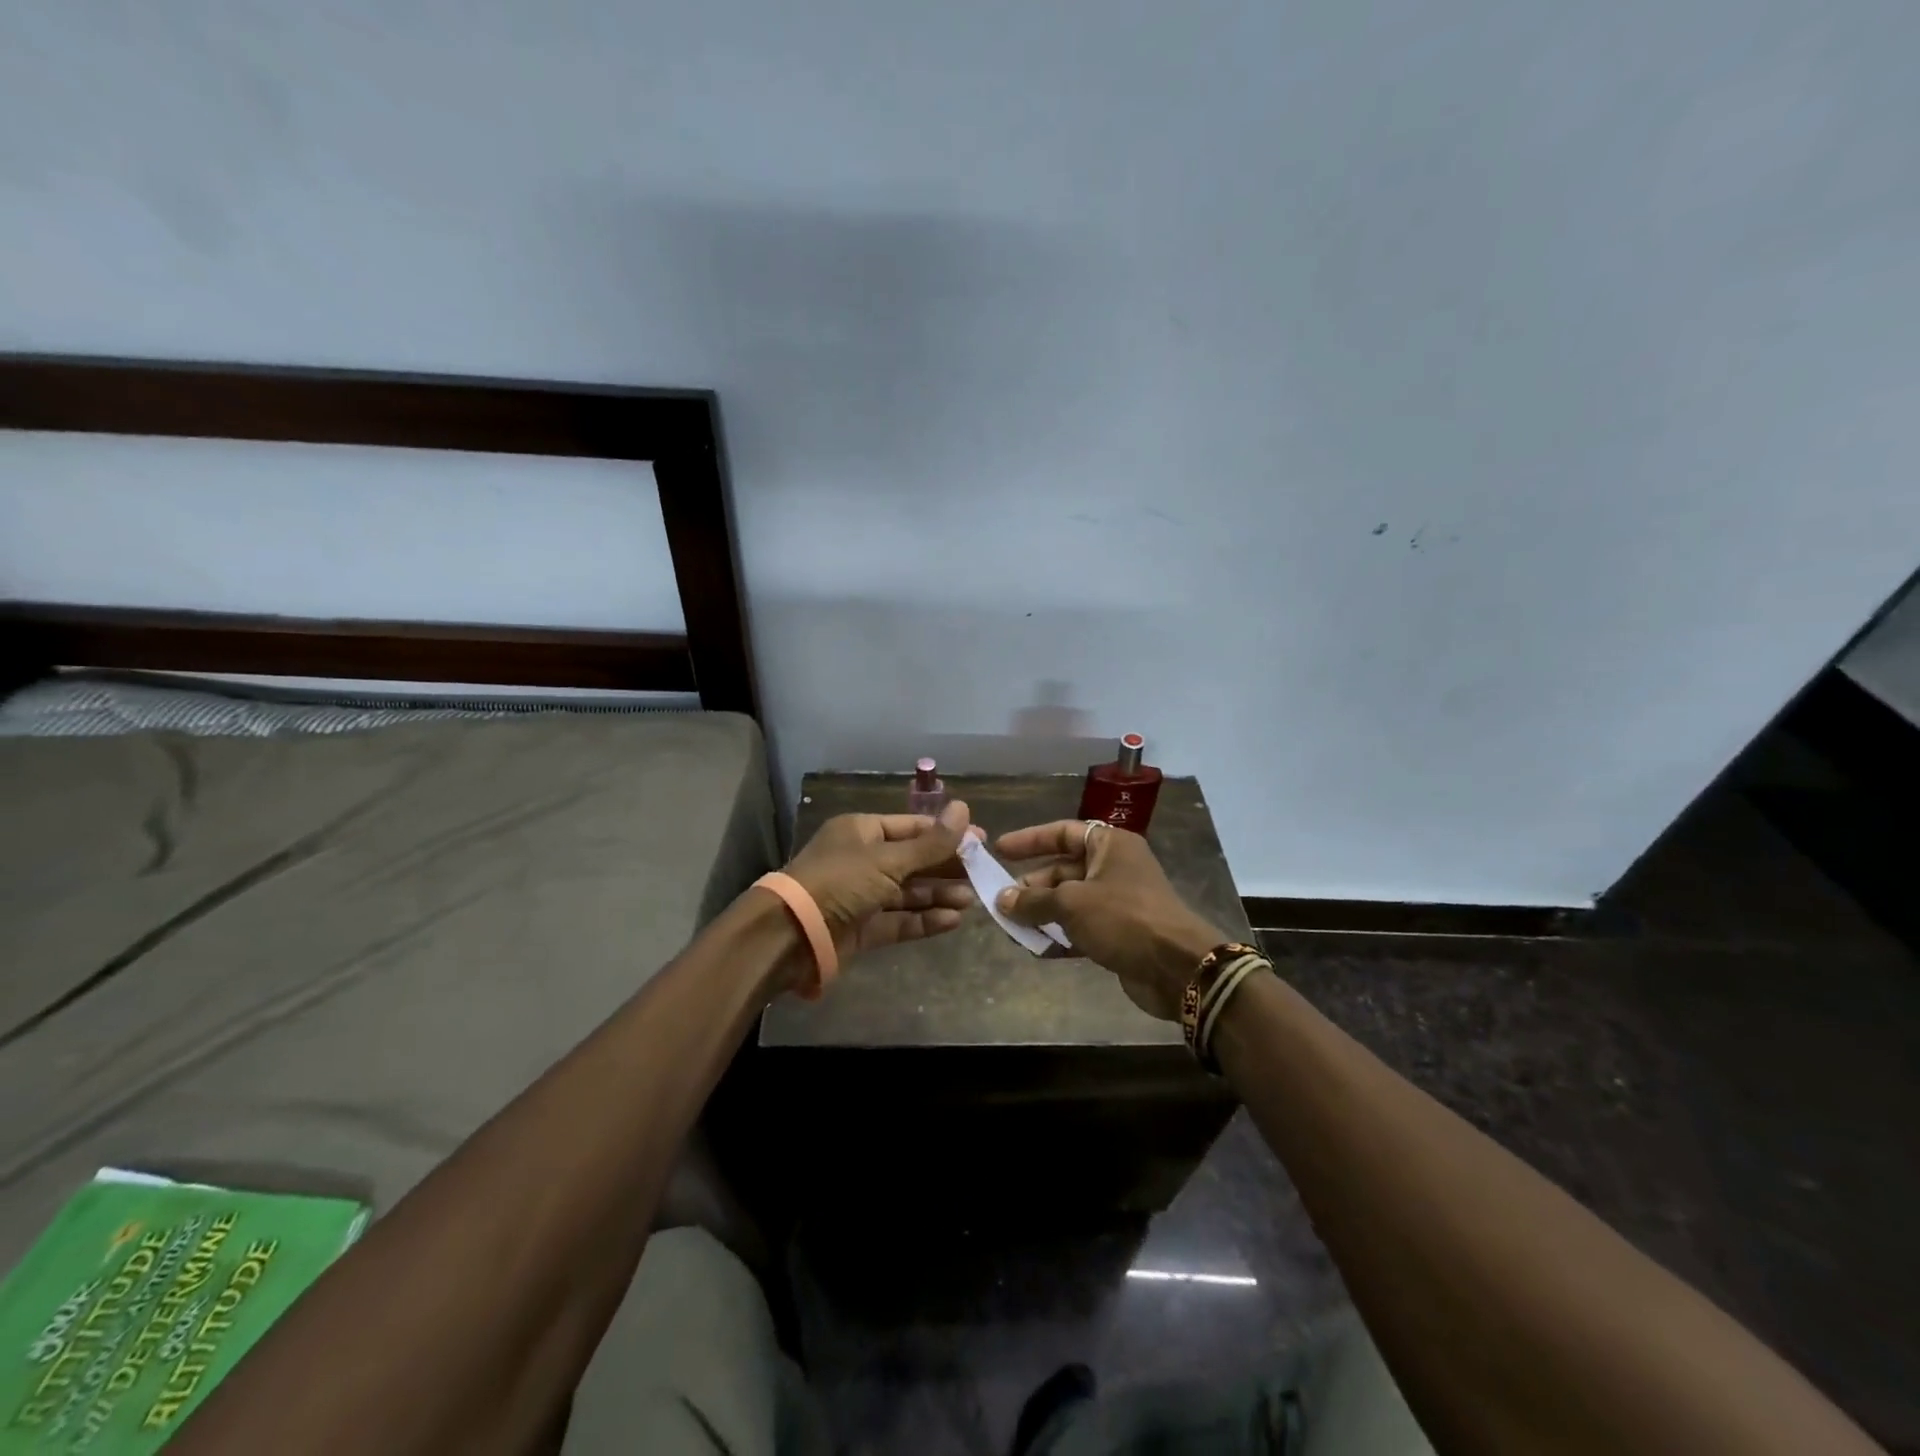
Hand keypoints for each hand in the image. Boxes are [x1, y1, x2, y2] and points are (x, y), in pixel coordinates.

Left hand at [785, 801, 976, 957]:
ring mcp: (862, 896)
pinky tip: (952, 920)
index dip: (946, 834)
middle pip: (913, 860)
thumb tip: (964, 808)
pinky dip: (924, 919)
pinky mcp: (862, 928)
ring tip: (971, 900)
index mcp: (862, 831)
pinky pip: (899, 920)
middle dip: (946, 867)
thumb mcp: (888, 859)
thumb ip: (930, 843)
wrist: (790, 936)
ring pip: (908, 892)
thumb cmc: (840, 882)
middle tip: (981, 874)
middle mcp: (862, 860)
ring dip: (938, 895)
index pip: (912, 827)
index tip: (980, 842)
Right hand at [993, 820, 1225, 1020]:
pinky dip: (1060, 936)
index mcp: (1109, 845)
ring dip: (1042, 914)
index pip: (1063, 832)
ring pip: (1070, 901)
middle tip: (1003, 902)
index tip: (1000, 850)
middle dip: (1032, 886)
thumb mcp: (1072, 903)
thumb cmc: (1123, 918)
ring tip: (1012, 928)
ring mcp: (1118, 901)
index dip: (1030, 840)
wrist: (1177, 968)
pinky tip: (1037, 949)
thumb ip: (1034, 900)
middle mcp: (1114, 867)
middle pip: (1064, 869)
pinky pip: (1081, 928)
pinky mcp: (1119, 933)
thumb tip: (1001, 899)